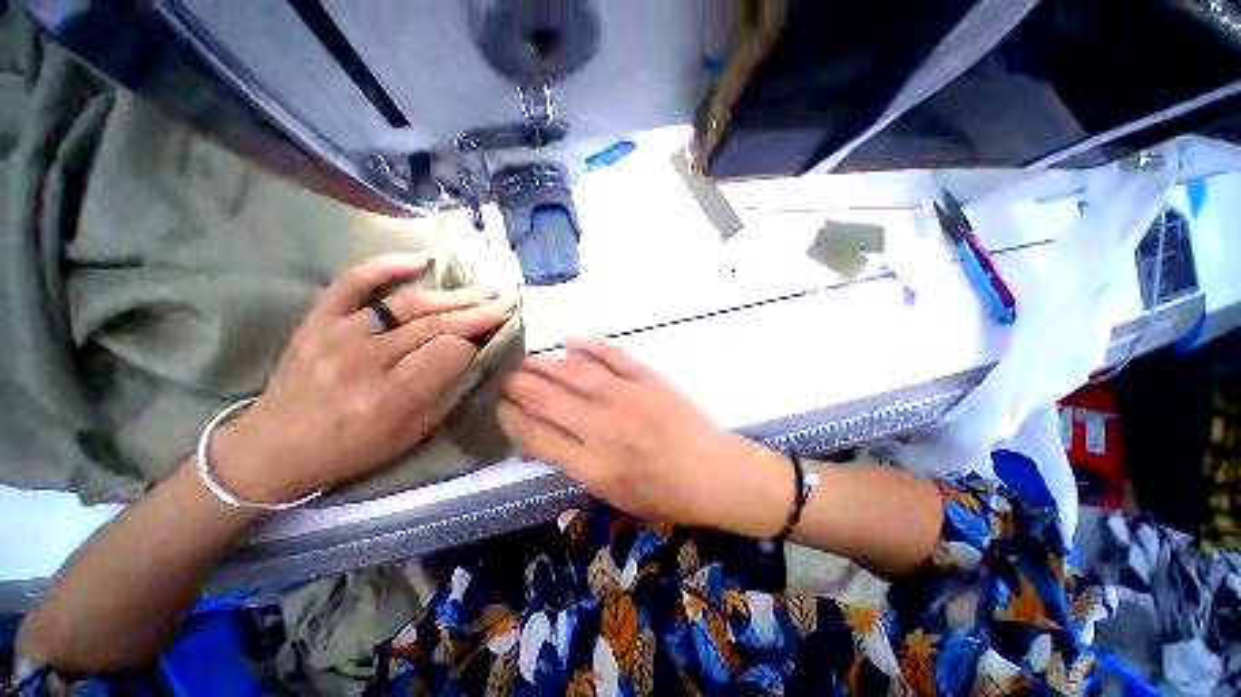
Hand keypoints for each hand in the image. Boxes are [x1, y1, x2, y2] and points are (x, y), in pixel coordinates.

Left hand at [212, 254, 516, 502]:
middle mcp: (364, 360)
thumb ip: (446, 391)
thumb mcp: (411, 433)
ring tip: (484, 290)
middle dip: (479, 311)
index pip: (450, 352)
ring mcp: (337, 334)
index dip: (476, 343)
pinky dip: (386, 266)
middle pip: (436, 325)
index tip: (493, 337)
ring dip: (454, 296)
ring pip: (409, 305)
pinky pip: (353, 283)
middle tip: (507, 300)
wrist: (275, 447)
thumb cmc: (352, 448)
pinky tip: (421, 260)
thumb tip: (473, 354)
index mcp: (389, 397)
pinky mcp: (318, 320)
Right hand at [498, 337, 792, 535]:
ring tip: (527, 361)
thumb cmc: (663, 494)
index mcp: (591, 463)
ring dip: (544, 364)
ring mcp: (625, 395)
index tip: (499, 407)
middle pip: (545, 397)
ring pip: (572, 371)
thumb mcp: (612, 496)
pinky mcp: (647, 377)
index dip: (509, 417)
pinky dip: (589, 345)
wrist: (713, 472)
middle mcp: (601, 425)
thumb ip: (575, 464)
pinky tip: (571, 339)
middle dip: (517, 386)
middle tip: (505, 378)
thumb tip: (544, 436)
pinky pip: (612, 355)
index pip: (534, 434)